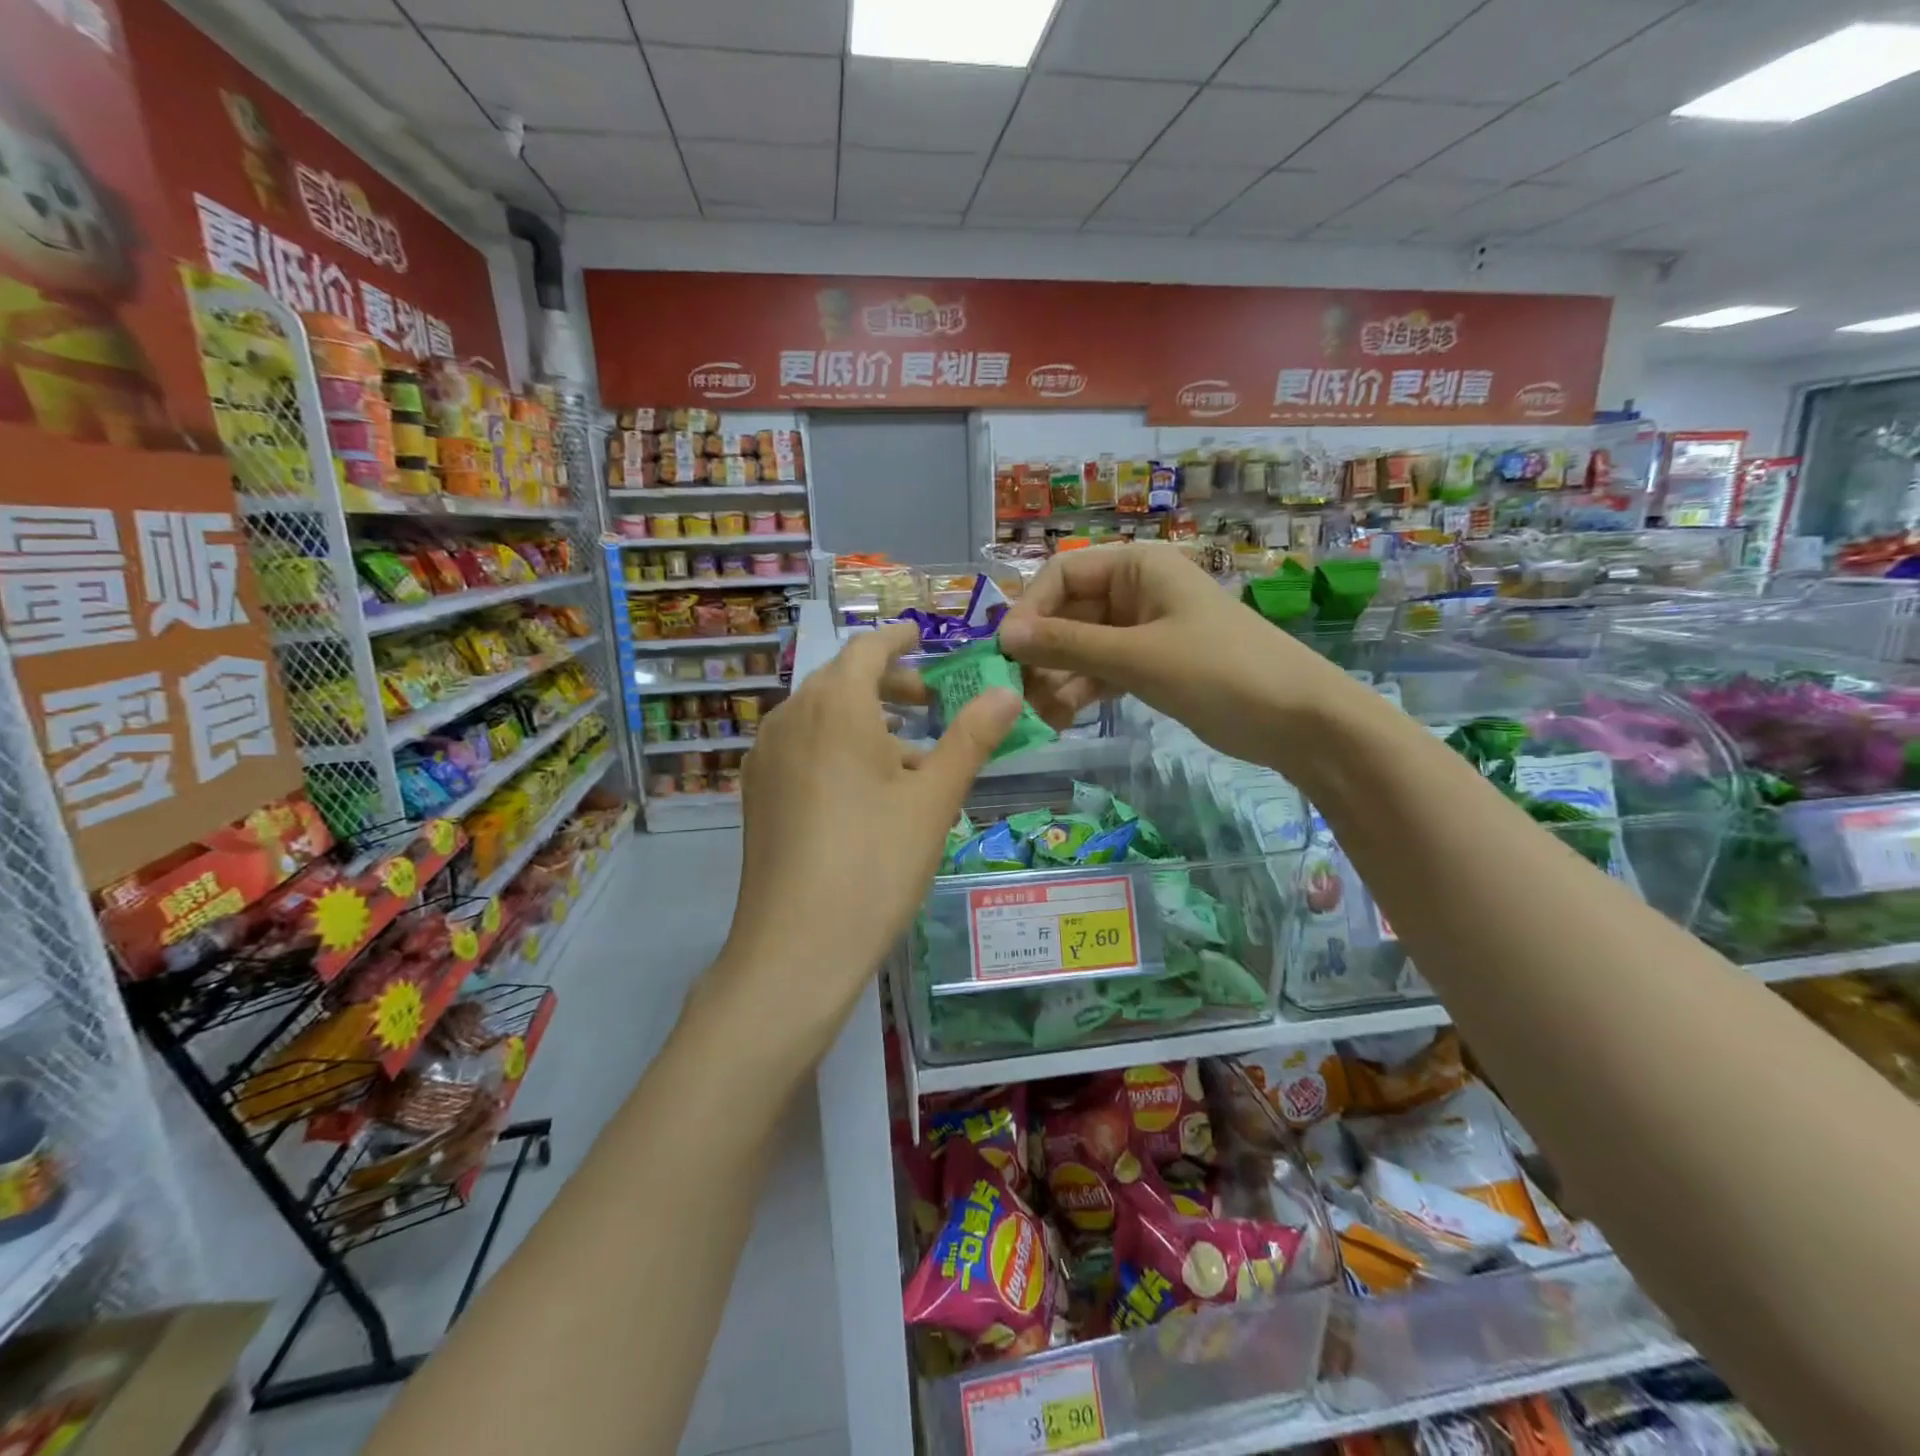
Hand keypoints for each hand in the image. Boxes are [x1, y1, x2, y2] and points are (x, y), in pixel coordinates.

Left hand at [712, 622, 1022, 1058]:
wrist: (796, 946)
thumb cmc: (876, 862)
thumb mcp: (934, 798)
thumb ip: (971, 737)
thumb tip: (1007, 692)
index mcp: (834, 705)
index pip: (868, 648)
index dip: (898, 638)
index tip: (922, 635)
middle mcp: (790, 717)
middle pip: (840, 679)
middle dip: (886, 682)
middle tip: (929, 703)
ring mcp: (765, 755)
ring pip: (818, 714)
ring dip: (862, 717)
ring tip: (906, 753)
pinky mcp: (755, 792)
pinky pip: (800, 746)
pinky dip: (834, 745)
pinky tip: (862, 788)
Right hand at [997, 542, 1337, 765]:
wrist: (1298, 719)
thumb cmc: (1219, 671)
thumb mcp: (1137, 656)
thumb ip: (1068, 645)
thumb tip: (1004, 635)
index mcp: (1138, 567)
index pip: (1062, 574)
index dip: (1030, 610)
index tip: (1006, 653)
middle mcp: (1136, 591)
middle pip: (1067, 613)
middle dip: (1042, 653)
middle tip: (1018, 695)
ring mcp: (1143, 630)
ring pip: (1081, 647)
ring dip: (1057, 678)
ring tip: (1043, 716)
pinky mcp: (1151, 666)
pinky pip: (1101, 671)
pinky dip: (1081, 691)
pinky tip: (1063, 718)